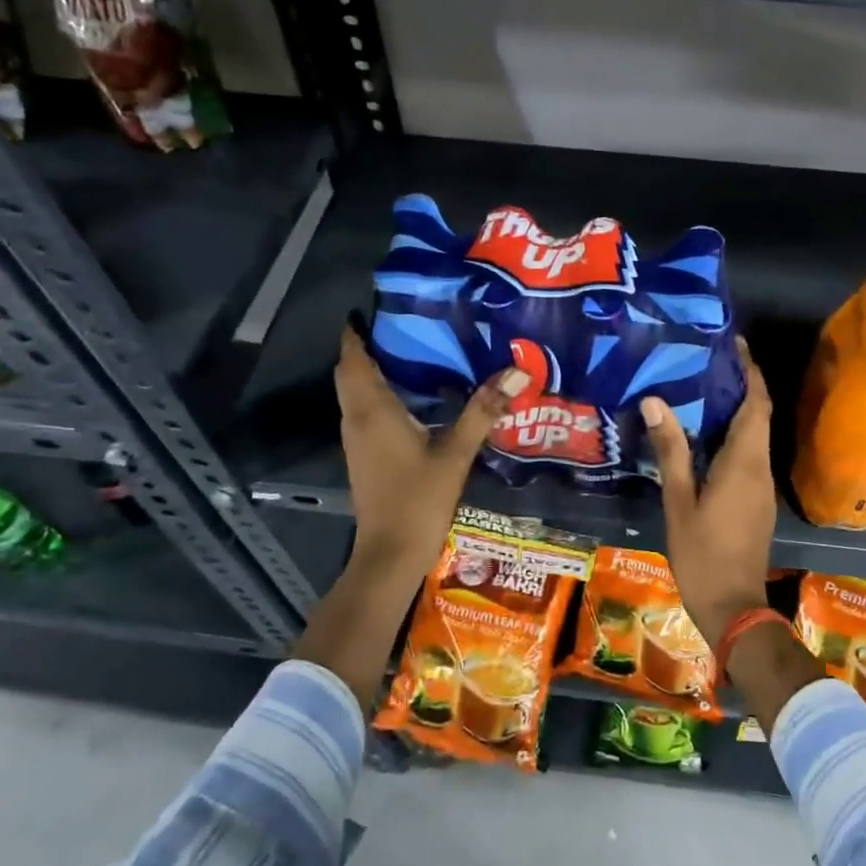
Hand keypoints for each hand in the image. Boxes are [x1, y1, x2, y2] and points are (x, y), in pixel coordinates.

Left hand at [336, 326, 525, 585]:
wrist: (390, 554)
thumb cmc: (419, 499)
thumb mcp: (456, 453)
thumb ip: (483, 411)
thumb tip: (516, 372)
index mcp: (373, 410)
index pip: (353, 360)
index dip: (356, 334)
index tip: (373, 310)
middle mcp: (356, 419)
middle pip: (349, 373)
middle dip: (365, 349)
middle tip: (401, 328)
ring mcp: (356, 440)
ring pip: (354, 394)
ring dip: (369, 372)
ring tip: (409, 354)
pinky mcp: (362, 457)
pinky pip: (362, 412)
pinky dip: (376, 395)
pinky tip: (410, 398)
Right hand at [640, 338, 775, 647]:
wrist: (733, 607)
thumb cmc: (702, 554)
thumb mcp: (678, 502)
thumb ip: (671, 451)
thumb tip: (656, 400)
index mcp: (744, 463)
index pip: (756, 405)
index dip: (750, 372)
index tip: (734, 345)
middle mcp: (760, 469)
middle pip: (758, 416)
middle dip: (740, 385)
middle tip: (706, 361)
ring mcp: (761, 487)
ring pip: (754, 436)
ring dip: (735, 410)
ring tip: (699, 389)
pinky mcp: (756, 501)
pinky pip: (748, 456)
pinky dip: (732, 436)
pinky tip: (703, 436)